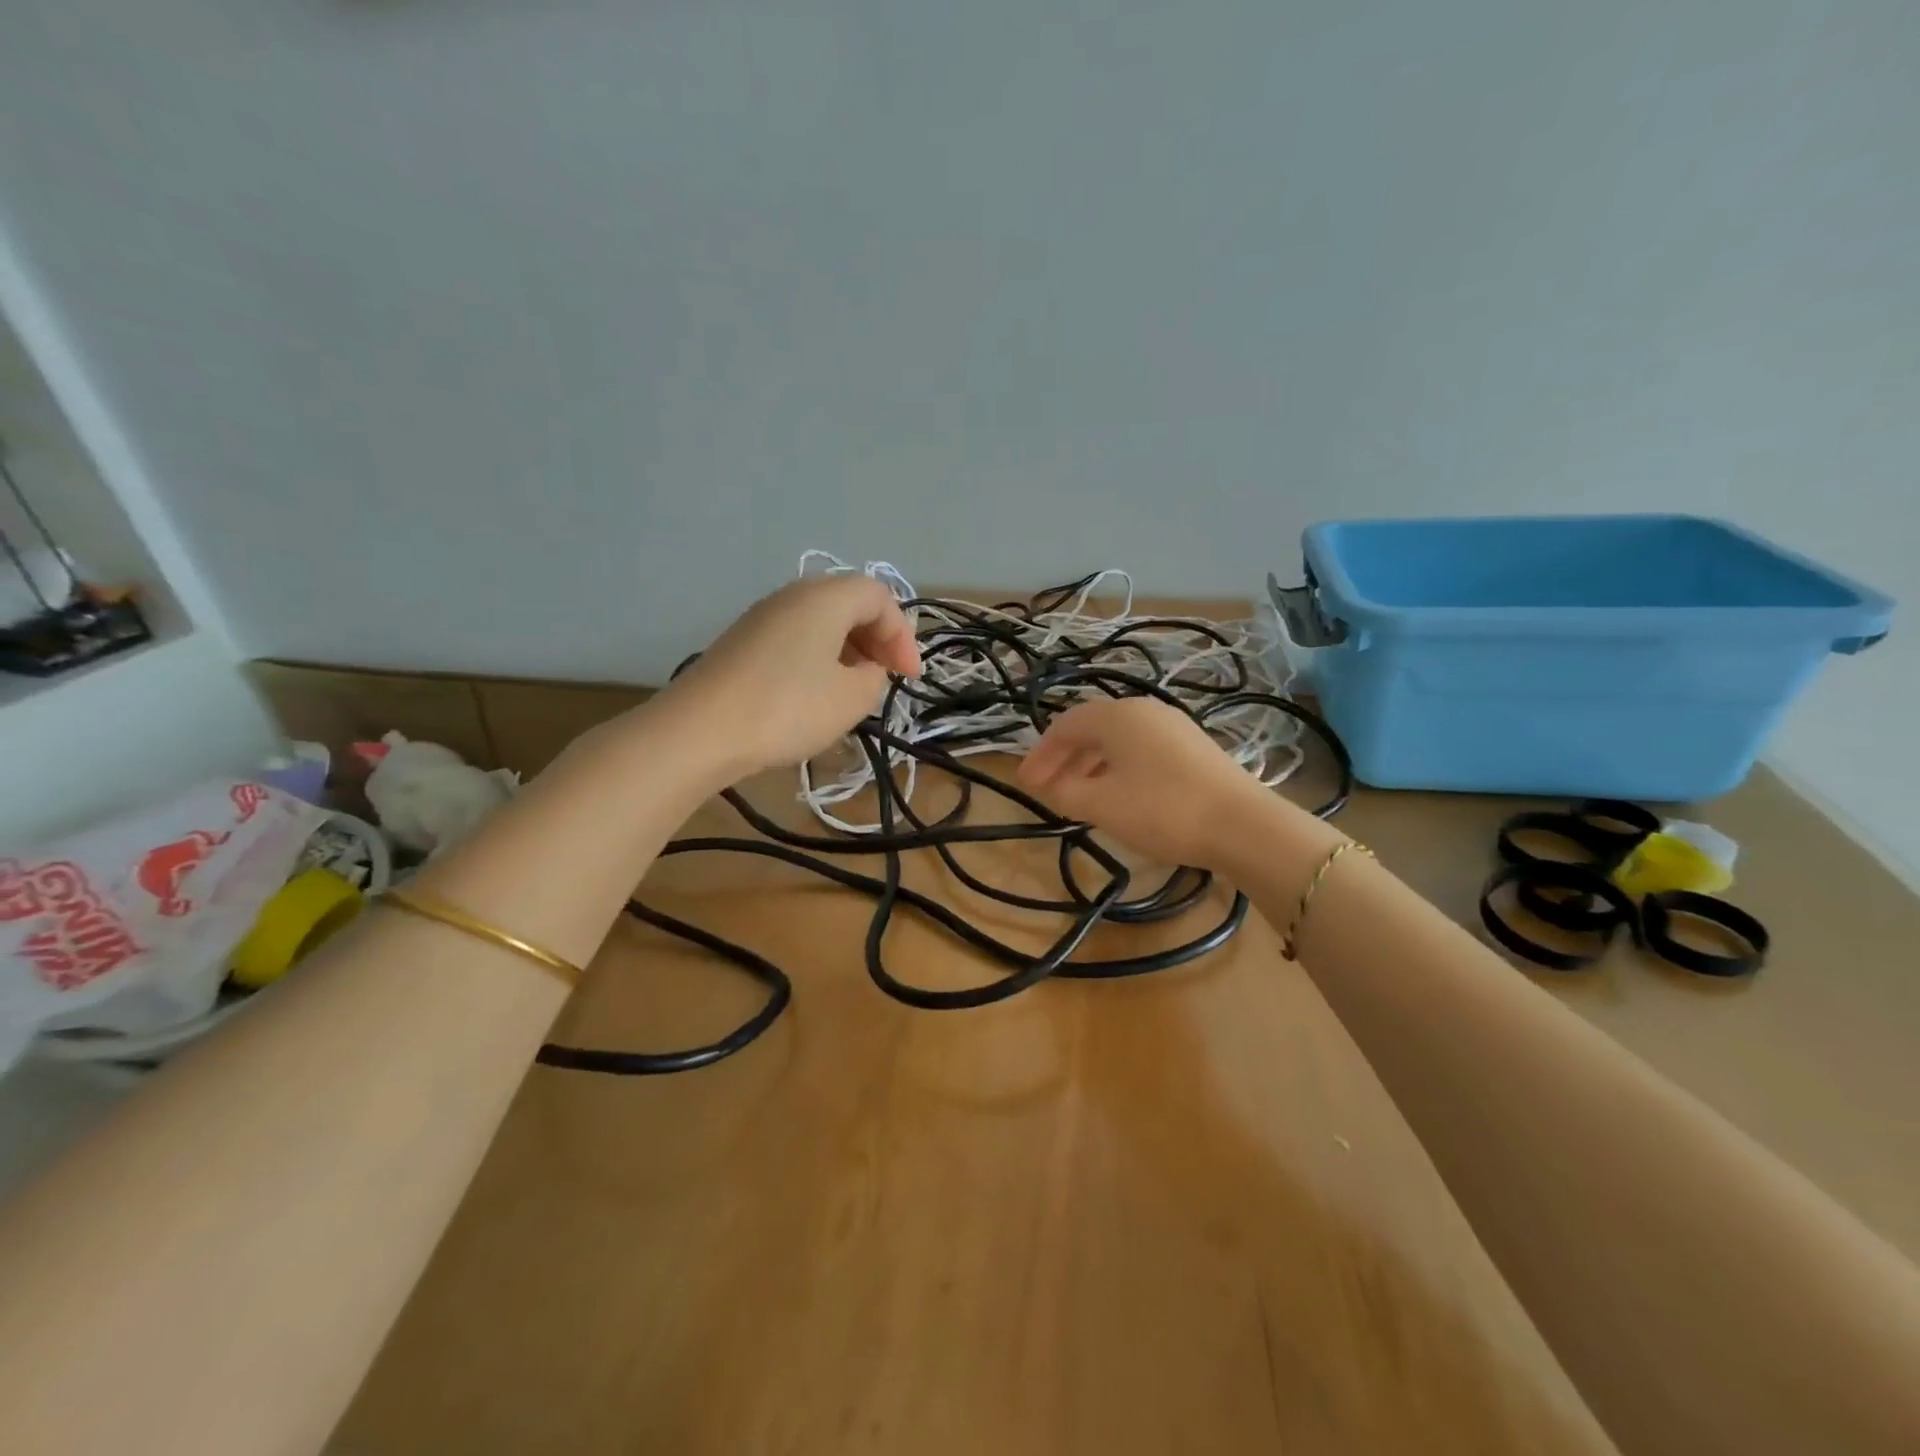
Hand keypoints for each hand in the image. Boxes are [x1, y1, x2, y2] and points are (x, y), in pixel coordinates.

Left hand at [665, 576, 920, 779]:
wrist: (699, 731)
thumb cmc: (787, 709)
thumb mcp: (851, 699)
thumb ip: (875, 676)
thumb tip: (867, 669)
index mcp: (826, 598)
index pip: (880, 597)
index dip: (903, 636)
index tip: (908, 678)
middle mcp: (793, 595)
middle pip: (850, 602)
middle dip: (877, 638)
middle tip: (886, 677)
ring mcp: (763, 616)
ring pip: (821, 620)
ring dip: (848, 649)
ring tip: (855, 689)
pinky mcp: (743, 641)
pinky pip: (796, 636)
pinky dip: (819, 656)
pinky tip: (816, 692)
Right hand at [1018, 698, 1314, 872]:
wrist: (1242, 825)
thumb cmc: (1162, 810)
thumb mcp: (1101, 805)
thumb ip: (1065, 793)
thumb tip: (1048, 786)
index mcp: (1117, 716)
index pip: (1065, 726)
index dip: (1040, 754)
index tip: (1024, 783)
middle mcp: (1144, 710)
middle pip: (1091, 729)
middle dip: (1063, 759)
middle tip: (1045, 789)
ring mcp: (1173, 726)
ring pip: (1118, 740)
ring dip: (1090, 764)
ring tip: (1077, 795)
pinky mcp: (1193, 747)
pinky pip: (1141, 750)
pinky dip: (1118, 768)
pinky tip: (1118, 794)